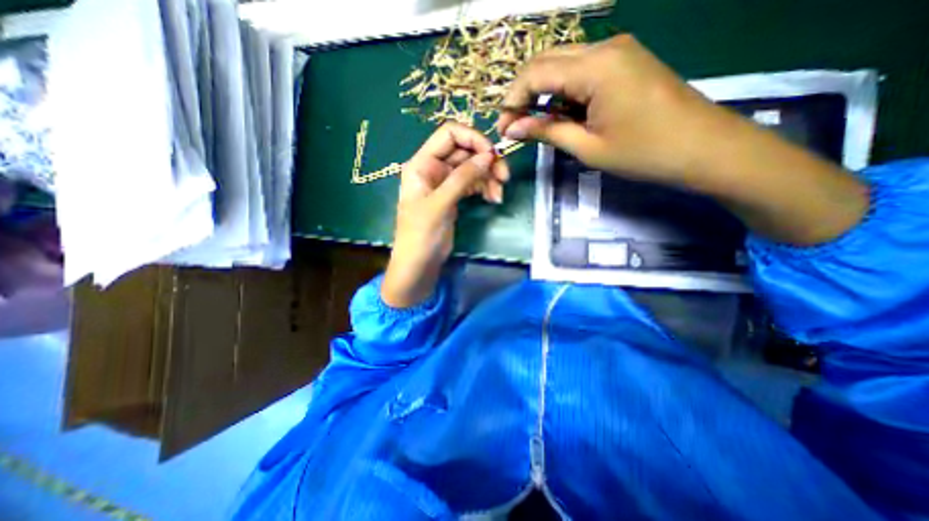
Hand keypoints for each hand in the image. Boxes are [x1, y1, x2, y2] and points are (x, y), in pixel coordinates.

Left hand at [382, 123, 506, 308]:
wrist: (419, 264)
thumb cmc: (421, 235)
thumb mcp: (440, 204)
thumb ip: (462, 178)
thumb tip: (488, 155)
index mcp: (422, 163)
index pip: (449, 134)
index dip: (473, 138)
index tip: (492, 155)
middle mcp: (433, 168)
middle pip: (464, 151)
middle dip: (486, 161)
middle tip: (504, 176)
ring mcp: (445, 183)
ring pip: (471, 168)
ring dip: (488, 177)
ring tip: (499, 194)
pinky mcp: (454, 196)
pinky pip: (472, 184)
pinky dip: (484, 187)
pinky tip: (493, 198)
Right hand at [496, 36, 867, 245]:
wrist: (703, 148)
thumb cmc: (643, 153)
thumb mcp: (587, 147)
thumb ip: (546, 132)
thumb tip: (512, 129)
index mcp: (596, 67)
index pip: (536, 72)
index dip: (512, 100)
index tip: (503, 127)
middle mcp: (605, 47)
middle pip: (547, 61)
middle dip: (524, 94)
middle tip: (514, 126)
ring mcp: (619, 51)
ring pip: (563, 65)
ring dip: (544, 94)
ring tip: (537, 126)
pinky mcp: (626, 62)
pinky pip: (583, 71)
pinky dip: (564, 93)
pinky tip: (563, 115)